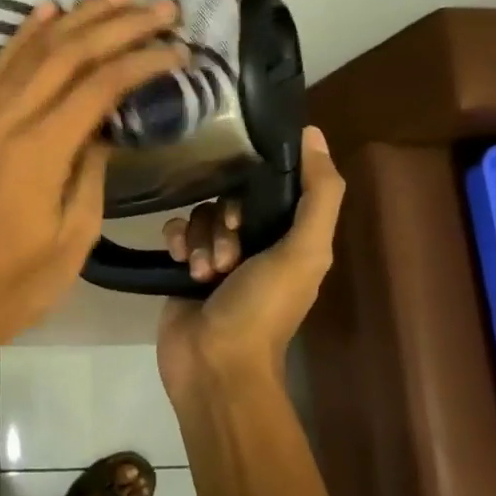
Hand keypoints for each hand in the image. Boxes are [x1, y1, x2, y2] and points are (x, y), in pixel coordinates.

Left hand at [0, 0, 187, 350]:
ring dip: (77, 18)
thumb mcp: (75, 235)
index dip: (142, 62)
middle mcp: (10, 119)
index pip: (100, 86)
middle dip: (118, 25)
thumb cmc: (19, 280)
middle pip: (69, 54)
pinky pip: (1, 66)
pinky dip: (25, 34)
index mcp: (40, 150)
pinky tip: (48, 12)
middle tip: (161, 8)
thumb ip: (93, 170)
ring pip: (34, 50)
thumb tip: (105, 127)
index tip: (179, 50)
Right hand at [156, 126, 344, 397]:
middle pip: (231, 200)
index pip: (271, 188)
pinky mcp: (183, 265)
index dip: (255, 193)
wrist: (214, 363)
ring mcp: (216, 255)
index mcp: (291, 239)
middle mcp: (256, 243)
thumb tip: (313, 132)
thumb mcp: (304, 251)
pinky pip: (176, 230)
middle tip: (227, 257)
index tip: (245, 216)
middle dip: (224, 225)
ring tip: (203, 273)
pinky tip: (178, 262)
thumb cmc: (264, 308)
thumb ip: (319, 193)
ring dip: (201, 240)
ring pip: (201, 214)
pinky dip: (177, 242)